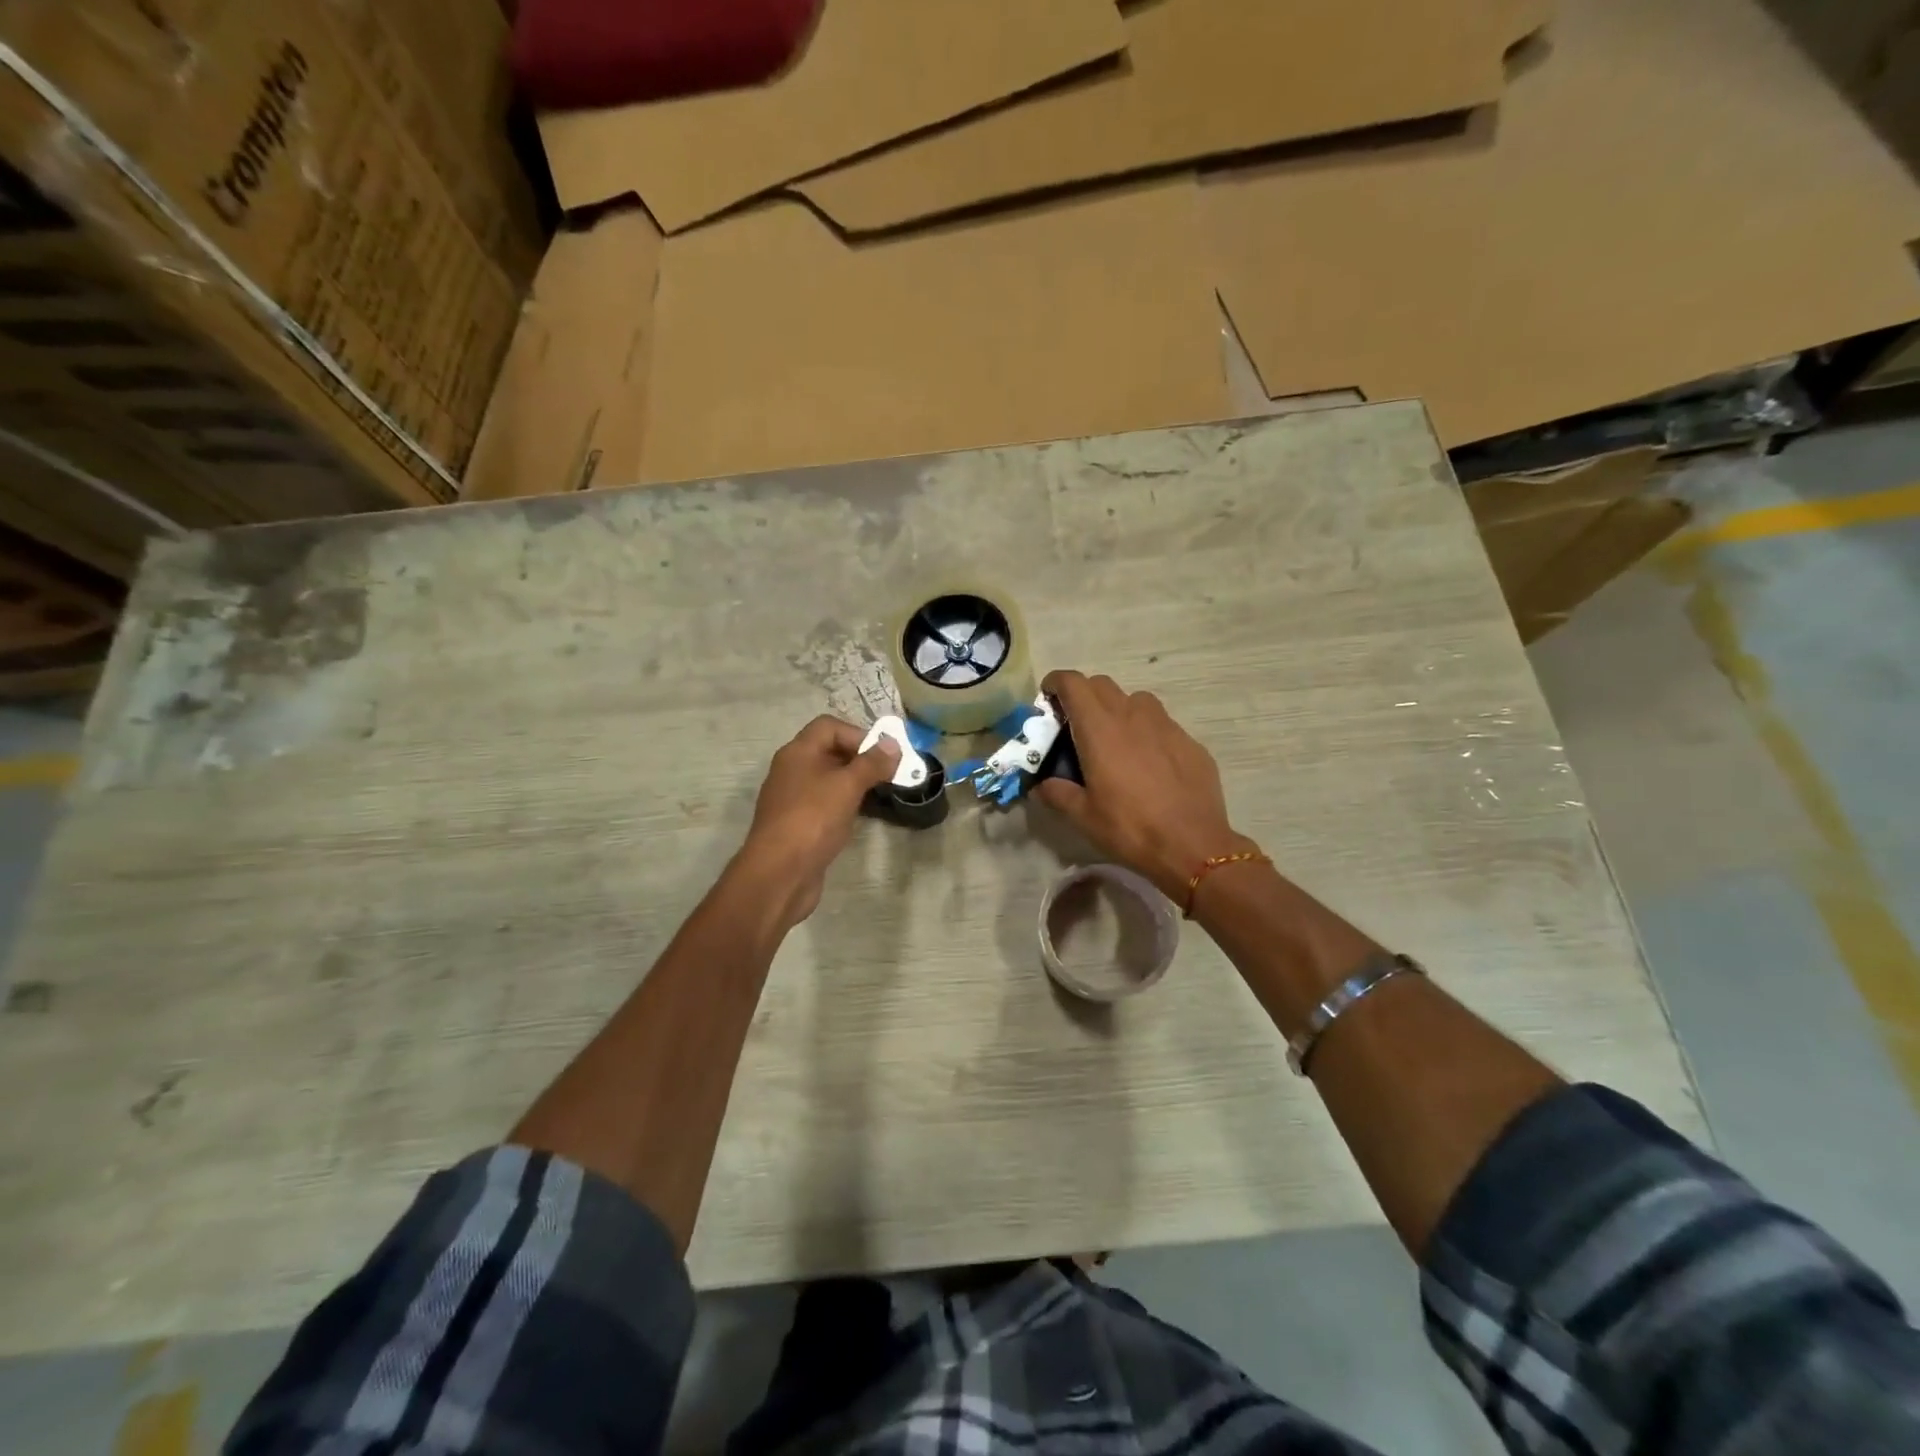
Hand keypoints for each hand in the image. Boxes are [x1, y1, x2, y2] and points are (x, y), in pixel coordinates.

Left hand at [734, 715, 900, 926]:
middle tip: (889, 773)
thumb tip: (893, 744)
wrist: (779, 874)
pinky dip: (844, 804)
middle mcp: (792, 770)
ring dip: (855, 782)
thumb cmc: (813, 820)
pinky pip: (825, 803)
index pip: (829, 726)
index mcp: (798, 752)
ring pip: (829, 779)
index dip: (858, 734)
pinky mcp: (798, 824)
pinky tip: (860, 817)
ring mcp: (793, 798)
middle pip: (830, 751)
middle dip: (861, 758)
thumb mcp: (847, 786)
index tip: (883, 755)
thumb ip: (872, 763)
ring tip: (880, 794)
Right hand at [1036, 670, 1255, 902]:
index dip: (1055, 683)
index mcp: (1099, 728)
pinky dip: (1146, 731)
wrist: (1193, 846)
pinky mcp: (1189, 741)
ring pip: (1135, 699)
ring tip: (1114, 740)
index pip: (1072, 683)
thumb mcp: (1083, 816)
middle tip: (1076, 725)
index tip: (1048, 699)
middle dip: (1083, 695)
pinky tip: (1148, 763)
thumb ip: (1057, 793)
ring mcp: (1166, 725)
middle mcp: (1132, 715)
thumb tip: (1041, 785)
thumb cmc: (1129, 828)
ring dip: (1117, 709)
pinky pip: (1161, 723)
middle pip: (1101, 684)